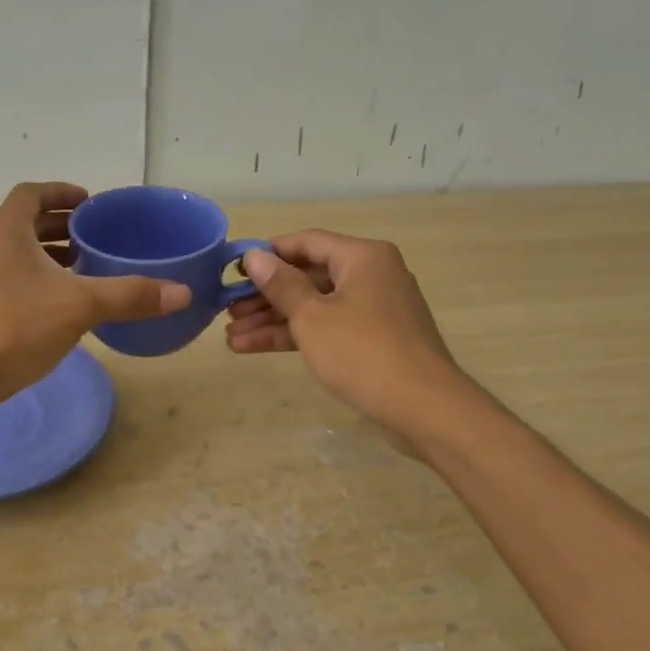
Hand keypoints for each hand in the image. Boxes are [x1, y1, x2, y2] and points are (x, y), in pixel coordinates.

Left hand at [0, 182, 191, 407]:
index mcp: (5, 231)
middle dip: (58, 227)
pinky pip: (5, 283)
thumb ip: (129, 296)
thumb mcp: (79, 307)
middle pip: (22, 224)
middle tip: (91, 238)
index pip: (31, 194)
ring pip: (13, 256)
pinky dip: (31, 283)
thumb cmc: (12, 329)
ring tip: (78, 271)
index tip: (87, 202)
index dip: (61, 192)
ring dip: (44, 257)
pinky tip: (52, 310)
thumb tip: (182, 293)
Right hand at [225, 230, 464, 443]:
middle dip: (264, 296)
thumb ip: (281, 285)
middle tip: (227, 310)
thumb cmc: (362, 352)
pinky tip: (254, 348)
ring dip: (273, 321)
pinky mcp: (372, 340)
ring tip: (231, 337)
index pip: (306, 242)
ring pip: (314, 307)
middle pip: (308, 276)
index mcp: (362, 257)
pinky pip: (327, 328)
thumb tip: (255, 257)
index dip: (267, 254)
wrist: (423, 408)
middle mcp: (371, 275)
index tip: (232, 269)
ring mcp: (373, 310)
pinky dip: (295, 336)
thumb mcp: (312, 317)